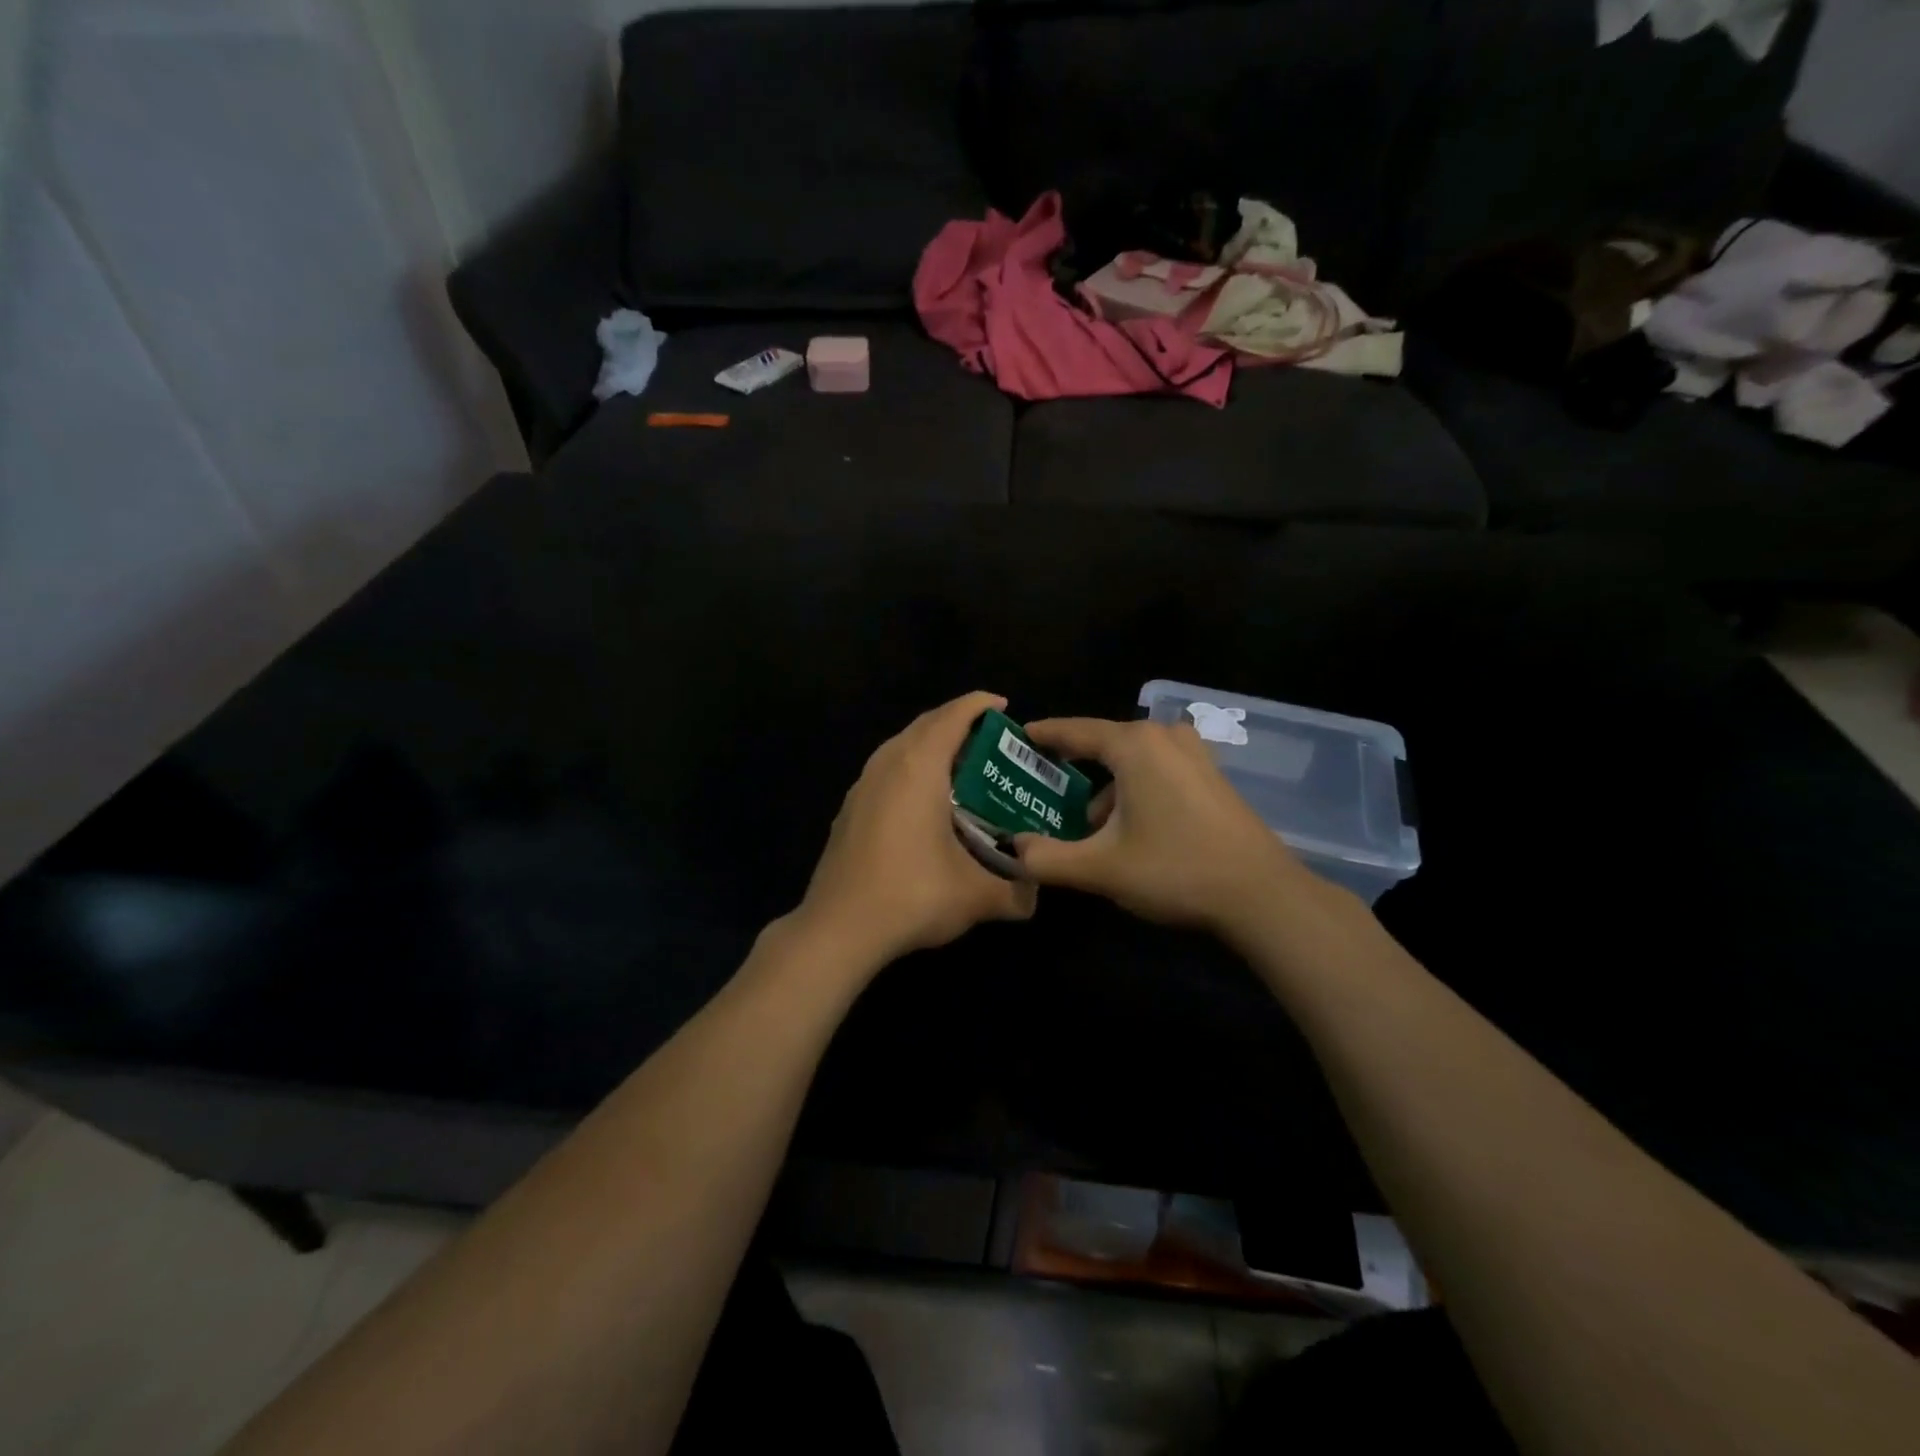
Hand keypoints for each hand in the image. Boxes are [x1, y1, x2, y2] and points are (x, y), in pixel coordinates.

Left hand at [791, 691, 1036, 969]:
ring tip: (960, 767)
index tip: (1002, 705)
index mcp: (918, 768)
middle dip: (957, 722)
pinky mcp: (848, 810)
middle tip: (989, 741)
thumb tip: (1034, 896)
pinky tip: (924, 803)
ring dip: (930, 745)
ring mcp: (861, 786)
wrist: (838, 928)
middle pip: (924, 725)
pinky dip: (910, 769)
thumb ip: (1015, 893)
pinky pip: (885, 771)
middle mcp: (886, 765)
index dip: (978, 704)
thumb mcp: (976, 896)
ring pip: (900, 747)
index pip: (952, 717)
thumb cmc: (912, 895)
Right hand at [1014, 716, 1334, 937]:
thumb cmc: (1174, 869)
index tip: (1019, 737)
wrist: (1260, 894)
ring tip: (1088, 825)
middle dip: (1074, 766)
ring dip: (1107, 785)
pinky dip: (1135, 788)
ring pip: (1133, 759)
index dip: (1044, 735)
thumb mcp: (1100, 868)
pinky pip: (1158, 769)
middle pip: (1105, 744)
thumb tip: (1011, 849)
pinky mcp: (1212, 776)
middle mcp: (1164, 737)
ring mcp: (1194, 754)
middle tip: (1044, 787)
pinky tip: (1131, 828)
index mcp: (1134, 745)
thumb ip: (1047, 858)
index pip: (1075, 731)